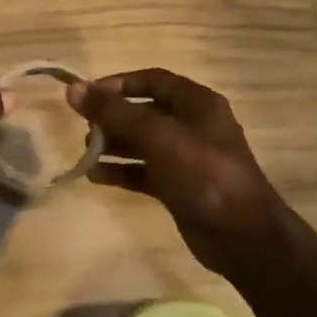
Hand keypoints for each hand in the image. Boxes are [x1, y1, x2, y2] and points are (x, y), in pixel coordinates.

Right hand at [68, 69, 277, 275]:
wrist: (243, 237)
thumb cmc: (203, 174)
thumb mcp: (157, 136)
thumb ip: (114, 112)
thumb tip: (73, 89)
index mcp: (197, 103)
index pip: (152, 80)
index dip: (119, 83)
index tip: (88, 94)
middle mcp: (192, 125)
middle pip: (144, 111)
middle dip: (113, 117)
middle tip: (85, 127)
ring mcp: (186, 158)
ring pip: (142, 142)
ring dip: (114, 144)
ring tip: (86, 151)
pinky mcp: (179, 186)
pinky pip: (144, 171)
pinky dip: (122, 171)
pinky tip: (96, 176)